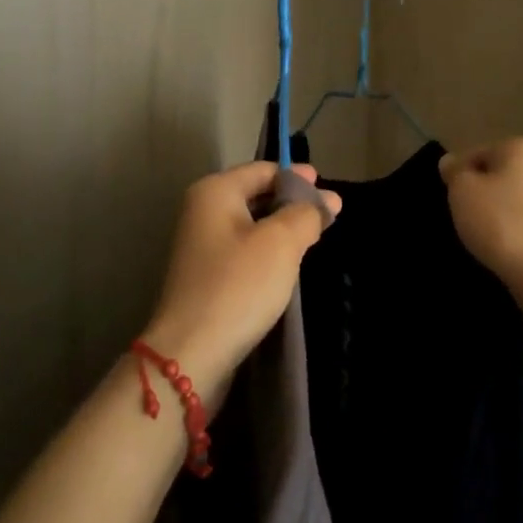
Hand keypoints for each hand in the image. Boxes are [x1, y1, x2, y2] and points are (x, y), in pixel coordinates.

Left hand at [141, 162, 341, 396]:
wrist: (192, 352)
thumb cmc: (238, 285)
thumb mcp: (281, 243)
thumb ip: (306, 214)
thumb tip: (327, 200)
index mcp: (215, 191)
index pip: (265, 170)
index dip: (299, 178)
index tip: (331, 191)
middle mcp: (203, 210)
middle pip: (257, 194)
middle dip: (292, 202)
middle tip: (329, 215)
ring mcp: (201, 244)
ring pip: (252, 224)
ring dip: (282, 228)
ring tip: (314, 238)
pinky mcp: (206, 275)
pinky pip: (244, 250)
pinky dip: (268, 251)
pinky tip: (288, 265)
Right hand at [440, 139, 522, 304]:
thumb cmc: (501, 222)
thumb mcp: (462, 191)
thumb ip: (454, 171)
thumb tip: (451, 162)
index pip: (476, 154)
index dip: (458, 177)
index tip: (453, 201)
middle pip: (497, 174)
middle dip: (480, 193)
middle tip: (465, 217)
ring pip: (512, 198)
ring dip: (496, 212)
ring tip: (484, 236)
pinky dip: (513, 228)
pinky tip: (504, 246)